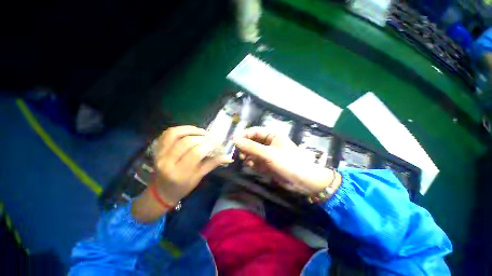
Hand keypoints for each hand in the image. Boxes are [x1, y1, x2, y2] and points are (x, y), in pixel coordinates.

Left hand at [152, 125, 232, 204]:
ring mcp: (159, 153)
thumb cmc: (183, 186)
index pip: (197, 153)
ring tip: (203, 132)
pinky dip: (181, 129)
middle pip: (187, 142)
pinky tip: (191, 131)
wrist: (162, 190)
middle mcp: (166, 161)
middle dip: (203, 137)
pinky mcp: (156, 148)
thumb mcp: (199, 176)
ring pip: (175, 133)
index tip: (218, 141)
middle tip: (212, 138)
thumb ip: (213, 164)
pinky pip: (168, 133)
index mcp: (179, 173)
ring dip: (192, 130)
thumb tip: (229, 157)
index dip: (209, 144)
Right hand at [233, 127, 340, 194]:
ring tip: (247, 161)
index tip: (233, 141)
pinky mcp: (267, 164)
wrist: (303, 182)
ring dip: (248, 156)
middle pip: (252, 142)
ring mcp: (267, 154)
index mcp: (272, 135)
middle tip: (241, 154)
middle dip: (245, 148)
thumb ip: (251, 147)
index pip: (254, 131)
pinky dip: (252, 163)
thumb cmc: (288, 163)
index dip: (243, 135)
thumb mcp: (269, 153)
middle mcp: (269, 143)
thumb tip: (235, 139)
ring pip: (252, 152)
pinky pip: (255, 161)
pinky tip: (253, 166)